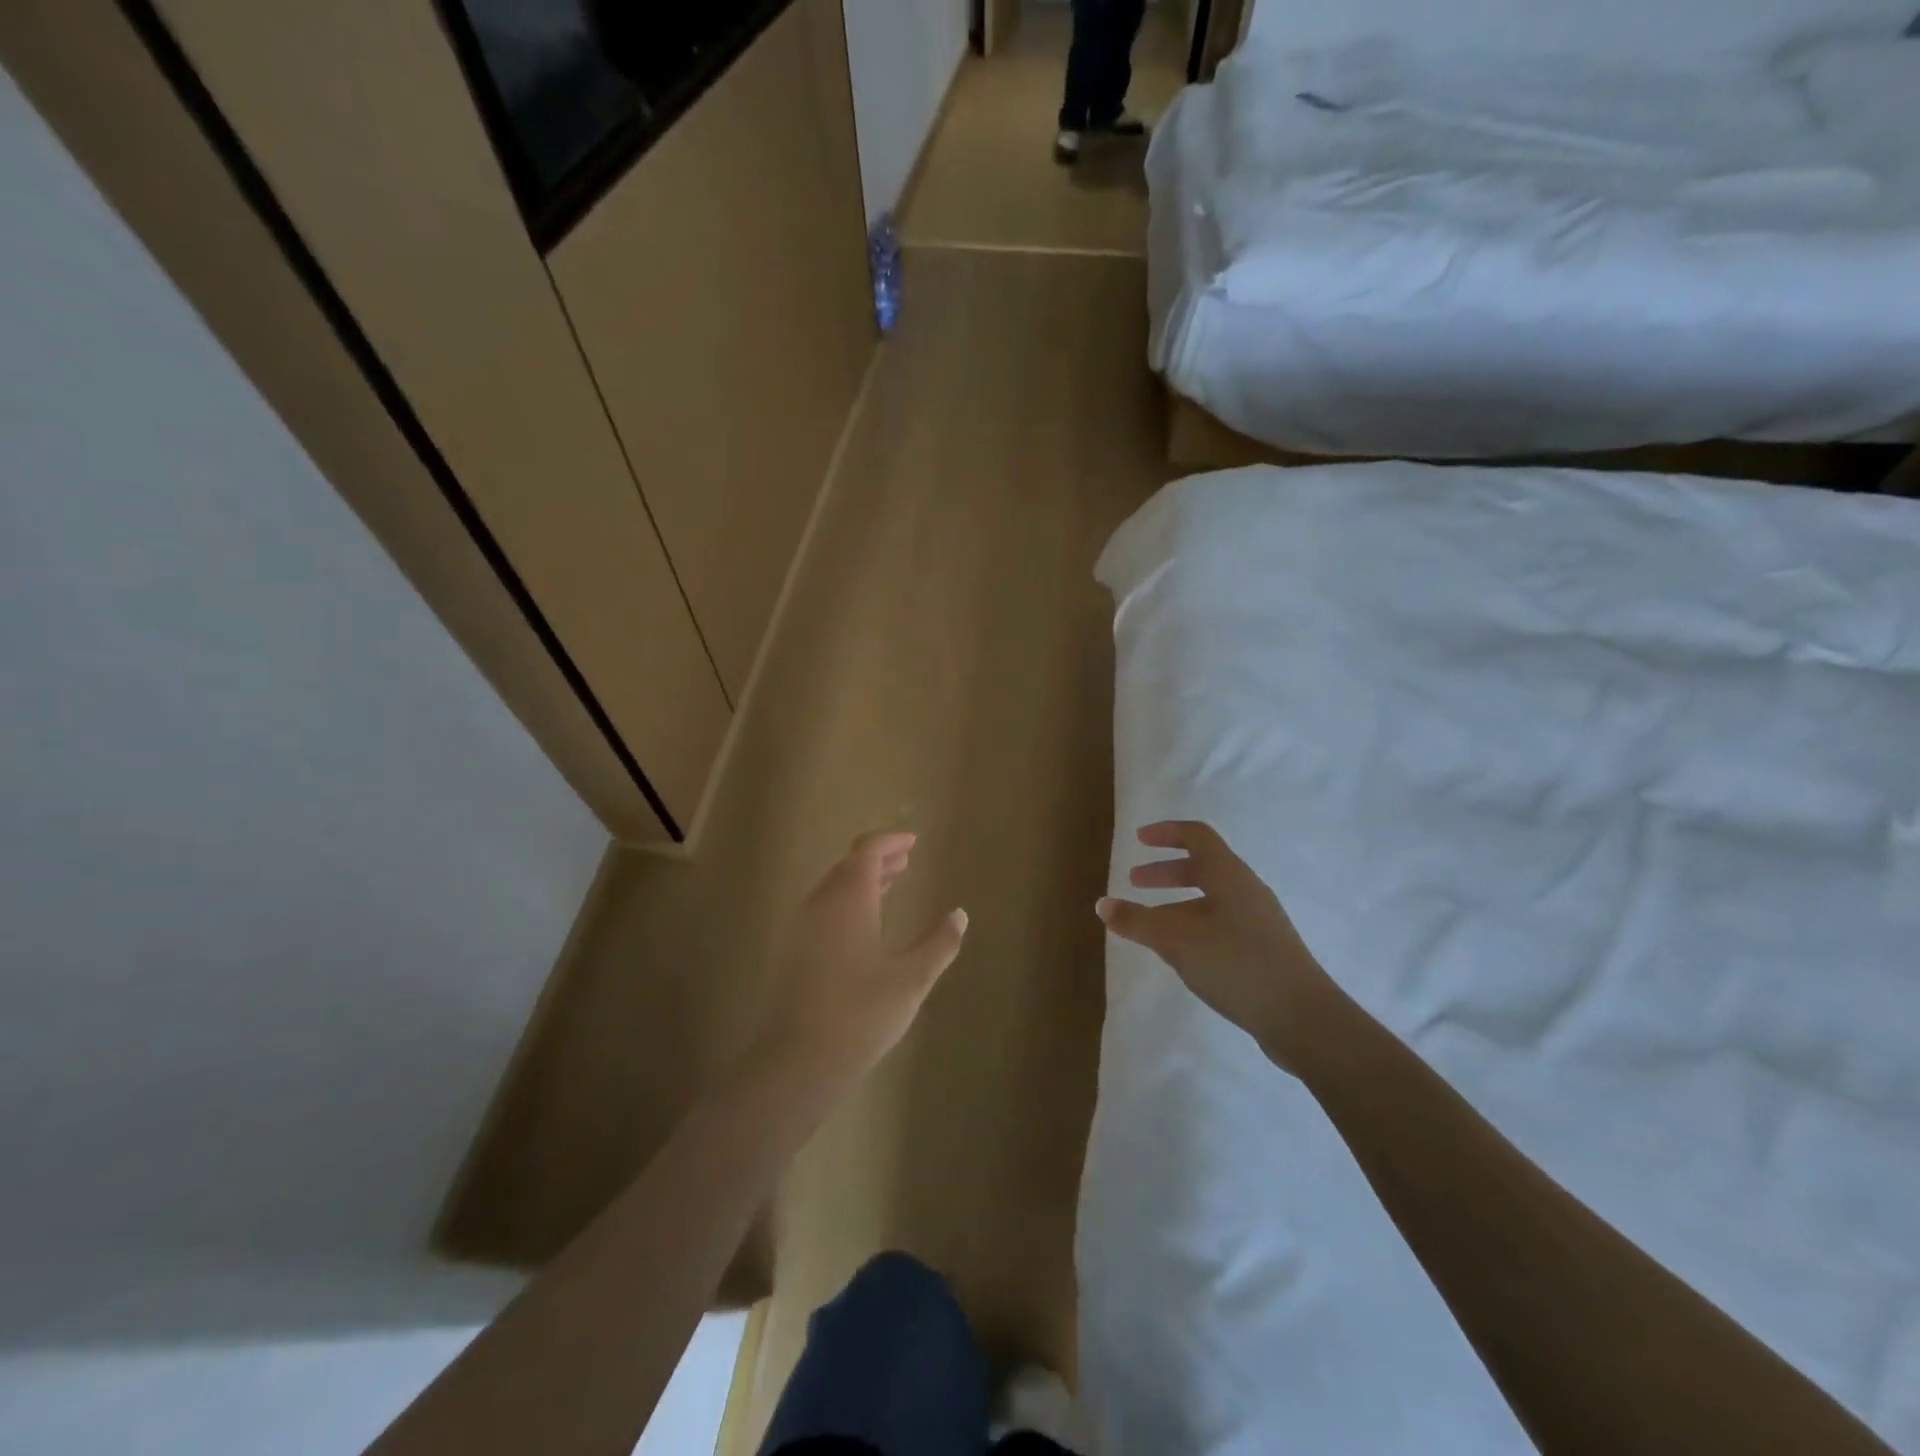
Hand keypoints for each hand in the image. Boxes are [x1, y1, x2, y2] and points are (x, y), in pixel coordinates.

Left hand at [756, 832, 967, 1093]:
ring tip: (890, 883)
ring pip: (834, 887)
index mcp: (849, 900)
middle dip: (878, 858)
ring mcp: (802, 928)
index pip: (866, 852)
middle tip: (906, 859)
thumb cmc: (860, 1014)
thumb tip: (959, 915)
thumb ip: (938, 944)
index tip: (912, 842)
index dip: (889, 842)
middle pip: (848, 865)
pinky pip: (824, 908)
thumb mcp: (911, 980)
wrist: (797, 1061)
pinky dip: (848, 900)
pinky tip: (864, 923)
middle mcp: (821, 904)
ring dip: (862, 879)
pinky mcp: (794, 951)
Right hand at [1097, 821, 1336, 1072]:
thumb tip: (1102, 904)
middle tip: (1135, 882)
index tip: (1139, 840)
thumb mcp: (1178, 940)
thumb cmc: (1237, 964)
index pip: (1197, 836)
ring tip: (1149, 924)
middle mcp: (1245, 890)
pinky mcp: (1262, 950)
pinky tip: (1180, 954)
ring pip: (1210, 899)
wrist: (1303, 1018)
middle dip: (1166, 871)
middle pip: (1202, 867)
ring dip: (1177, 902)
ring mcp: (1258, 921)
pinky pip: (1220, 924)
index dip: (1167, 832)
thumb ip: (1137, 922)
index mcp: (1229, 875)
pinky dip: (1192, 925)